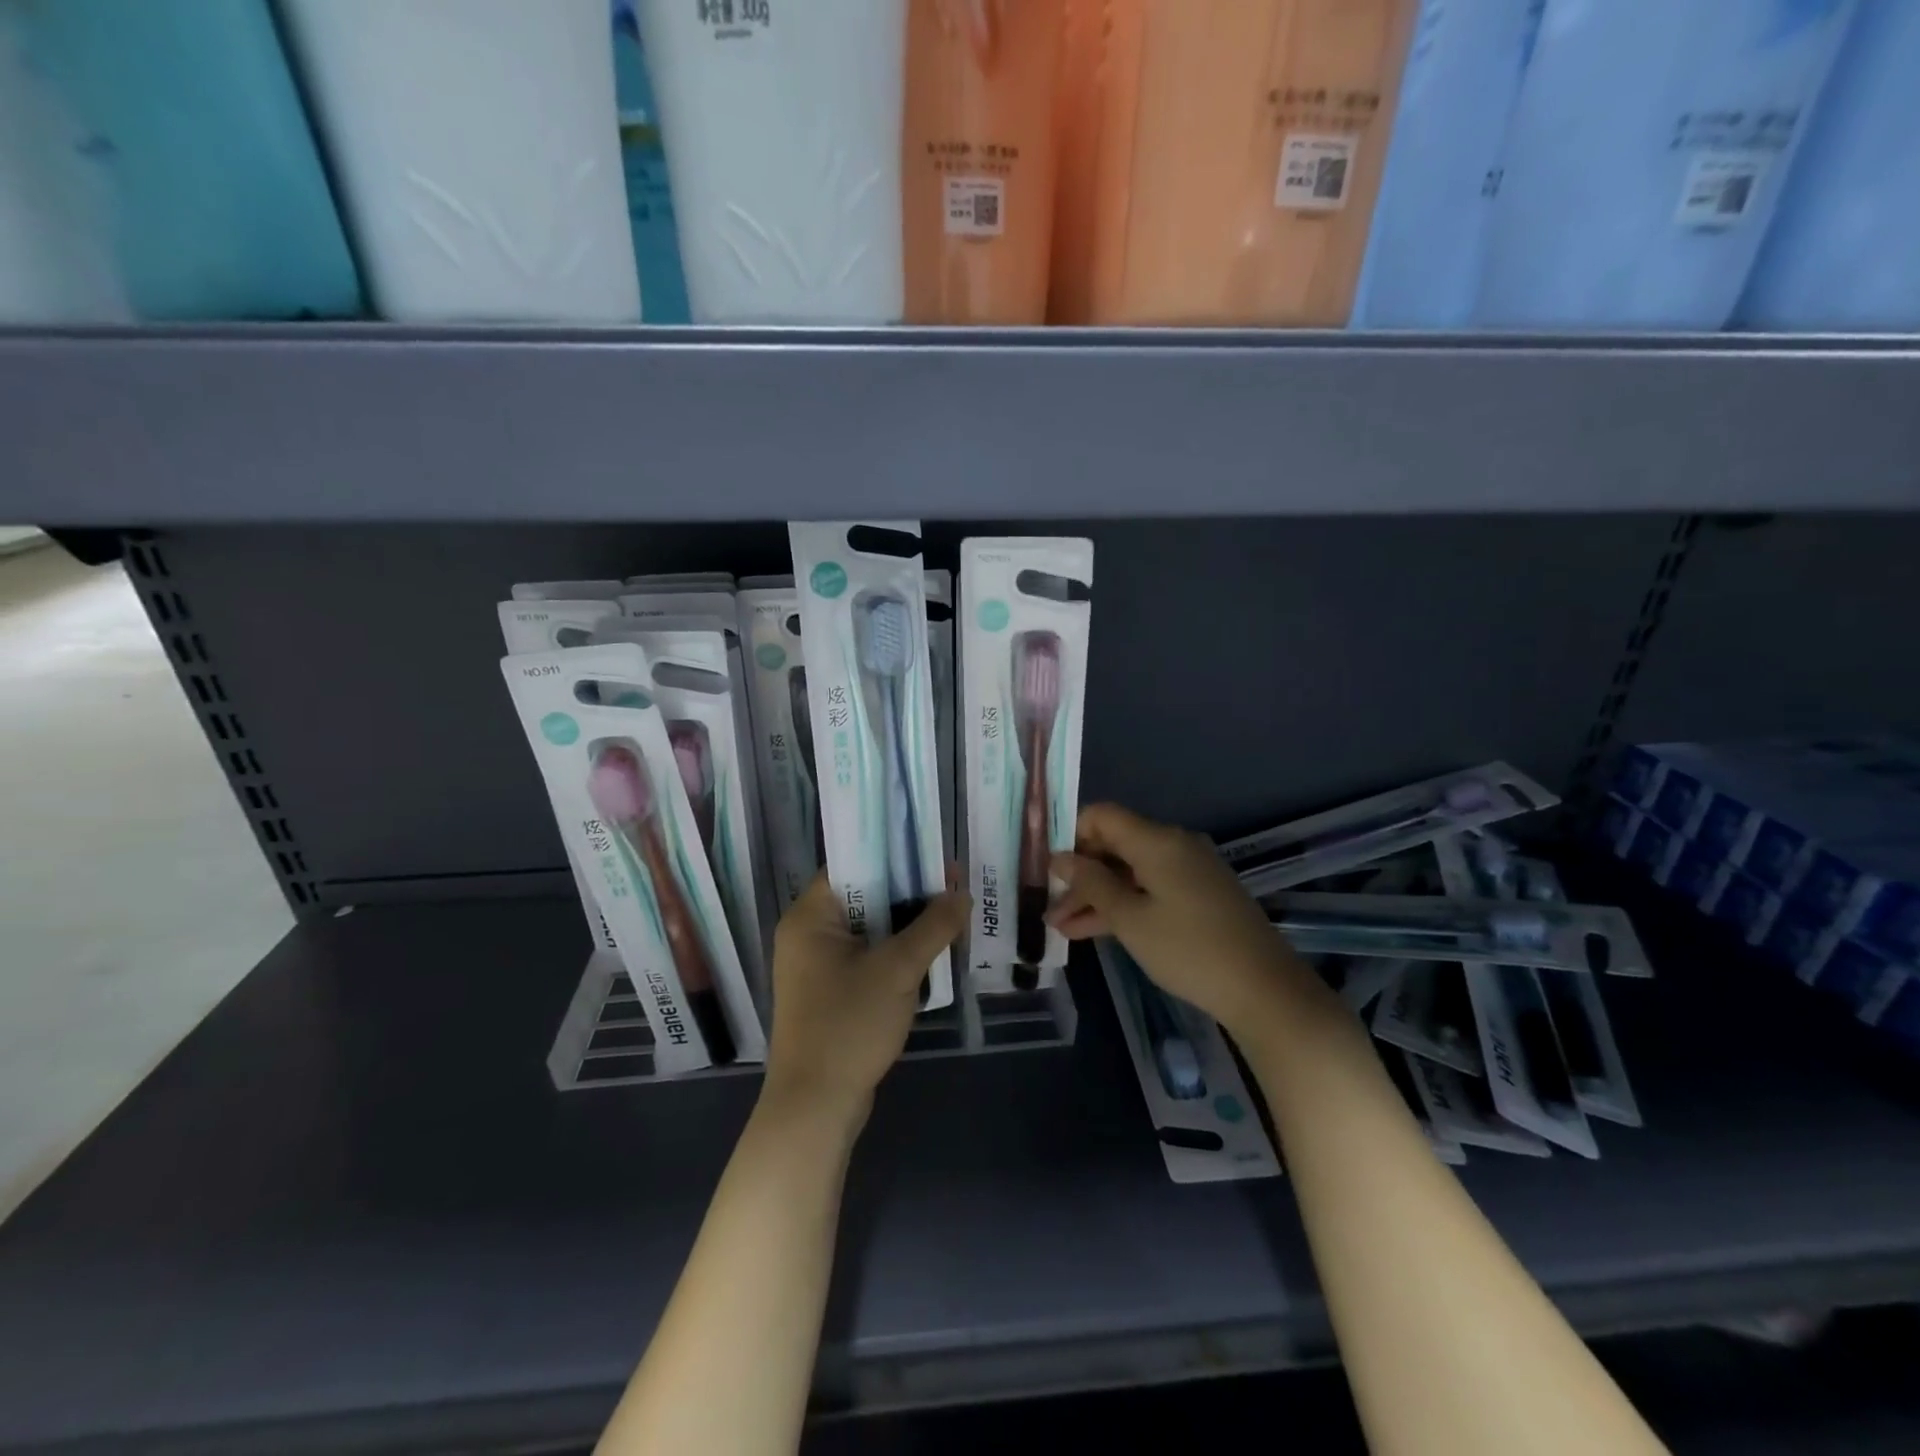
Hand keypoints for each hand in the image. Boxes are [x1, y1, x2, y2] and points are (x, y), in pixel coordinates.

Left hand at [763, 873, 969, 1122]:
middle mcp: (807, 934)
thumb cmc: (849, 1025)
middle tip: (952, 887)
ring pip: (868, 929)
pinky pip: (866, 956)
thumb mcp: (898, 969)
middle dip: (908, 893)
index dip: (894, 856)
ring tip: (949, 916)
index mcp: (810, 917)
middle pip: (863, 896)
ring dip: (905, 925)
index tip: (933, 855)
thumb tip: (962, 893)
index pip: (852, 865)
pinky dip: (894, 952)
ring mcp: (816, 966)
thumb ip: (933, 926)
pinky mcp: (829, 992)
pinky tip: (928, 954)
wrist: (816, 1107)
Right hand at [1048, 803, 1309, 1033]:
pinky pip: (1150, 887)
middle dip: (1080, 874)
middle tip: (1050, 907)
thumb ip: (1091, 883)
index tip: (1050, 870)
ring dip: (1097, 895)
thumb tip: (1060, 858)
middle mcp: (1174, 844)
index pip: (1101, 815)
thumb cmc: (1189, 950)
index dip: (1071, 835)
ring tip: (1061, 927)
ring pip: (1130, 871)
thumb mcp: (1130, 919)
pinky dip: (1124, 904)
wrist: (1264, 989)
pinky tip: (1093, 931)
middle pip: (1114, 844)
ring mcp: (1189, 870)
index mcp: (1157, 840)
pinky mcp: (1199, 894)